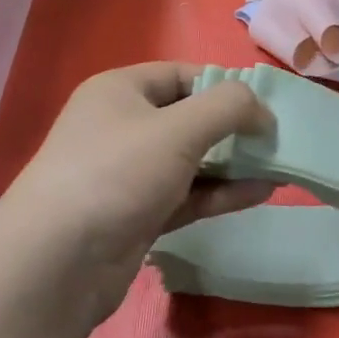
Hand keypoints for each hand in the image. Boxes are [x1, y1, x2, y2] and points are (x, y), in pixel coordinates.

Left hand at [0, 63, 274, 324]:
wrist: (57, 262)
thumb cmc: (117, 173)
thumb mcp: (179, 129)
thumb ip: (228, 107)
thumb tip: (261, 109)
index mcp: (120, 91)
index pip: (181, 75)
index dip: (224, 86)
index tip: (265, 106)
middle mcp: (121, 126)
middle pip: (188, 118)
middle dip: (233, 128)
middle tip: (278, 140)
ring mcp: (127, 174)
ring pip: (190, 160)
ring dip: (233, 163)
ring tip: (281, 167)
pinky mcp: (136, 215)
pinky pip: (186, 195)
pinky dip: (220, 193)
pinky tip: (261, 193)